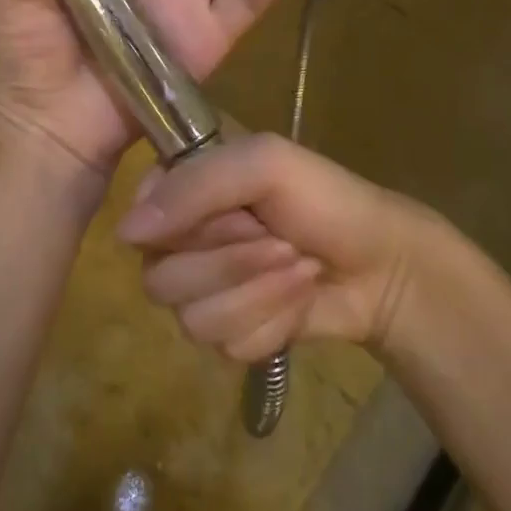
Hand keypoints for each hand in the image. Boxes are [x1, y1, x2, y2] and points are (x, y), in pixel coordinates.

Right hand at [116, 133, 445, 361]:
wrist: (385, 266)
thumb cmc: (326, 199)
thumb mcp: (265, 164)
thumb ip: (195, 185)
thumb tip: (126, 233)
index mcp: (184, 190)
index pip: (139, 220)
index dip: (186, 227)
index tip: (236, 214)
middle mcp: (183, 241)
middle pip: (160, 279)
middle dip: (230, 264)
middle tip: (279, 242)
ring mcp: (205, 291)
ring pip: (190, 319)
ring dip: (256, 295)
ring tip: (298, 268)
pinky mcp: (231, 333)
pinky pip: (225, 346)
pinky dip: (271, 324)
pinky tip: (299, 303)